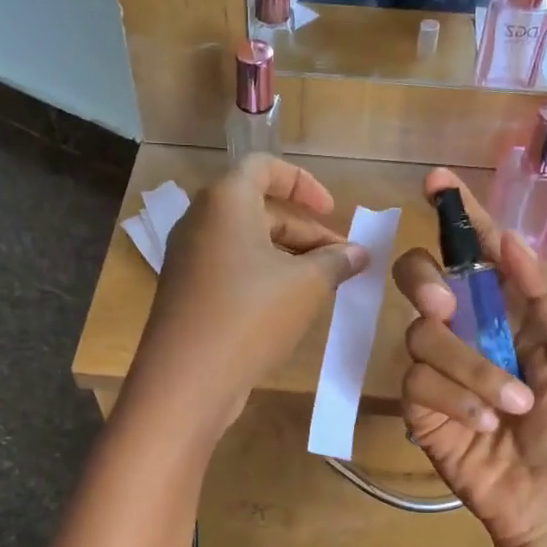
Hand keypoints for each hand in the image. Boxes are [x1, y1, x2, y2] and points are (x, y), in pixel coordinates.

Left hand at [128, 155, 366, 442]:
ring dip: (289, 257)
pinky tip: (291, 307)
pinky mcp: (187, 293)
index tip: (331, 210)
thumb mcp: (306, 285)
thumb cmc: (251, 315)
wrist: (187, 379)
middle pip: (260, 209)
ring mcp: (189, 259)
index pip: (264, 167)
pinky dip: (264, 277)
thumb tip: (358, 253)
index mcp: (225, 201)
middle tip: (342, 262)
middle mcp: (201, 221)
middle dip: (306, 232)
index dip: (303, 183)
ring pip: (248, 243)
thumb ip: (336, 261)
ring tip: (325, 287)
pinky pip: (232, 269)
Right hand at [393, 171, 546, 546]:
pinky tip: (485, 424)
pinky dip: (455, 400)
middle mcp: (472, 329)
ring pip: (423, 335)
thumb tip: (508, 241)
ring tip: (511, 406)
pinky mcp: (422, 406)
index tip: (437, 182)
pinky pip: (418, 382)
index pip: (481, 251)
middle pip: (424, 279)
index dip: (460, 216)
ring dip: (470, 369)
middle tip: (448, 304)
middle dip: (428, 281)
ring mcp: (443, 368)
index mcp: (515, 309)